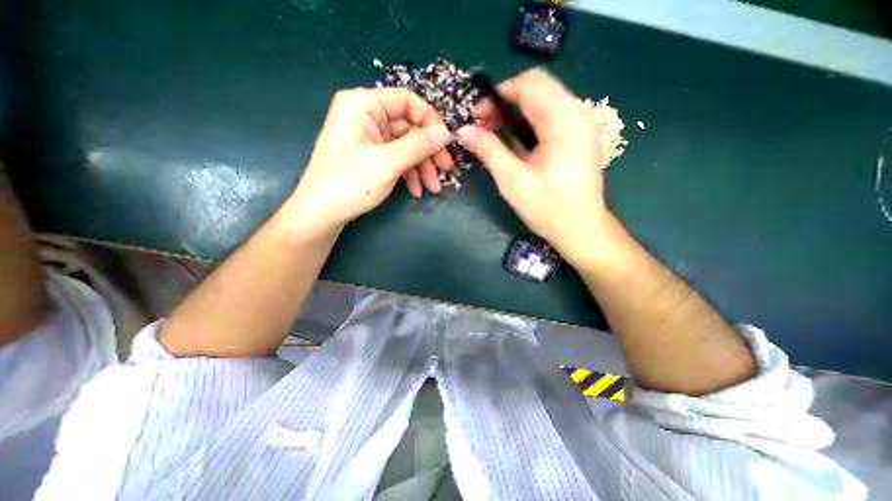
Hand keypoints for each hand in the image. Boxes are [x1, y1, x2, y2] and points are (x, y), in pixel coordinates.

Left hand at [291, 88, 454, 229]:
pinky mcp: (370, 156)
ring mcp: (368, 138)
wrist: (322, 214)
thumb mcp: (388, 162)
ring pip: (406, 146)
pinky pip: (397, 159)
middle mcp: (366, 116)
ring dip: (422, 167)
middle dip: (428, 152)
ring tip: (433, 188)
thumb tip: (446, 132)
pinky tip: (416, 190)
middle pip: (409, 127)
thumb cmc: (350, 183)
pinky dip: (409, 174)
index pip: (407, 101)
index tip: (446, 143)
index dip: (430, 121)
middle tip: (445, 170)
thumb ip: (419, 145)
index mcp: (363, 105)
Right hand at [455, 68, 609, 261]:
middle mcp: (578, 114)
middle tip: (484, 123)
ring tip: (495, 130)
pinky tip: (515, 137)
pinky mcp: (579, 135)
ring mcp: (581, 124)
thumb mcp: (513, 181)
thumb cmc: (548, 209)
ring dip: (516, 108)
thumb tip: (463, 131)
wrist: (581, 229)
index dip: (498, 93)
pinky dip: (529, 118)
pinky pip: (551, 112)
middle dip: (506, 99)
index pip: (530, 84)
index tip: (477, 115)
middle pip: (538, 86)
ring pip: (545, 97)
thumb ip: (489, 151)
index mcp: (564, 123)